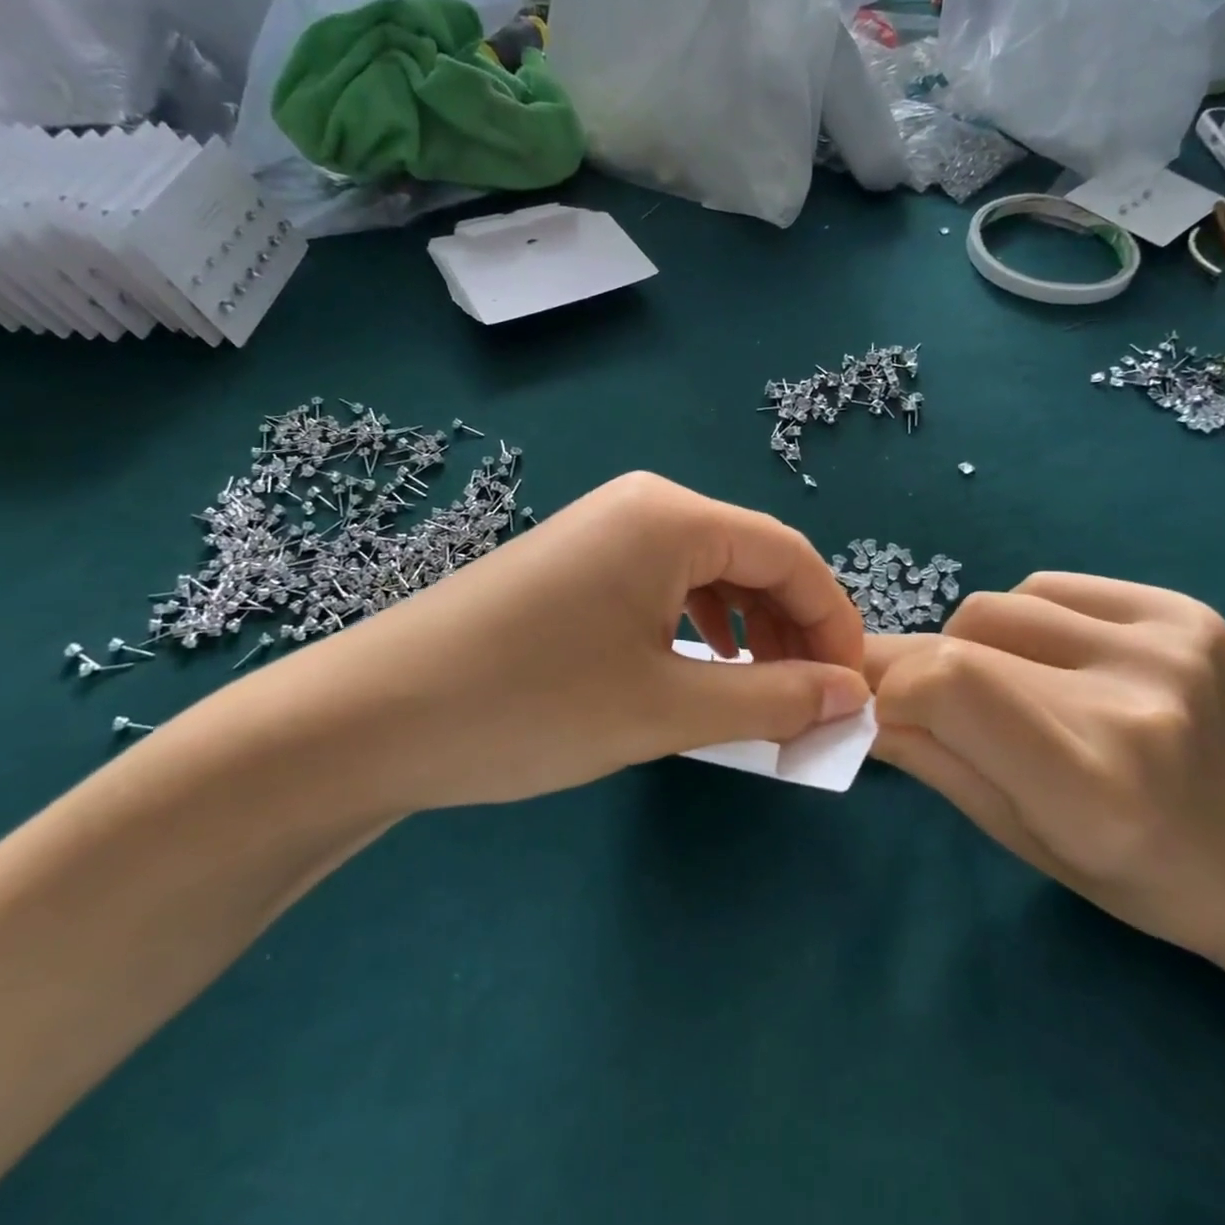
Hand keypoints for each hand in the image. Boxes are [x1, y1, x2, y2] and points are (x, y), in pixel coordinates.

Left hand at [211, 473, 869, 813]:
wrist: (373, 717)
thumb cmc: (532, 704)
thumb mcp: (666, 708)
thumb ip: (771, 699)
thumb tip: (849, 696)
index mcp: (673, 517)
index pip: (790, 554)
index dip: (834, 621)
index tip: (852, 689)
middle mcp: (641, 507)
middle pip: (750, 559)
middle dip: (791, 629)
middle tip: (807, 703)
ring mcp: (600, 533)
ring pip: (706, 575)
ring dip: (746, 633)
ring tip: (759, 695)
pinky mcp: (571, 567)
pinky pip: (660, 588)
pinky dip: (696, 630)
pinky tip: (695, 669)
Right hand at [864, 574, 1224, 963]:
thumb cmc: (1129, 870)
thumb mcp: (1015, 833)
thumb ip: (928, 757)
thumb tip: (854, 702)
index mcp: (1090, 784)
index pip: (950, 685)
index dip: (896, 686)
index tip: (884, 709)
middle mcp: (1134, 703)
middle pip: (965, 634)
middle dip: (925, 665)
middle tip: (932, 700)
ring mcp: (1169, 646)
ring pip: (1000, 603)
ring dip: (976, 643)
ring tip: (1014, 687)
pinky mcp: (1185, 611)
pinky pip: (1048, 587)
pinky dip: (1025, 620)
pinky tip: (1058, 662)